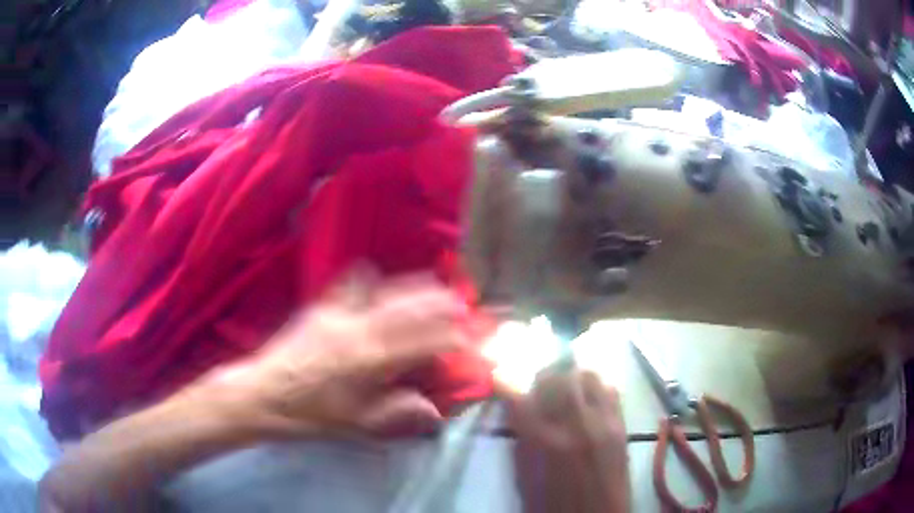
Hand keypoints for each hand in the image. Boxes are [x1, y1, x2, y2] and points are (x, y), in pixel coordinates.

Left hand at [198, 272, 472, 438]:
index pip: (420, 344)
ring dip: (412, 288)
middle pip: (407, 310)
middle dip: (437, 303)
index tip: (466, 338)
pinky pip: (350, 289)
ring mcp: (337, 316)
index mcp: (370, 363)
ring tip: (432, 284)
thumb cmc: (309, 414)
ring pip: (384, 295)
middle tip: (459, 301)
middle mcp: (358, 332)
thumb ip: (396, 413)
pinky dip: (368, 282)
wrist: (263, 393)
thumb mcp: (354, 424)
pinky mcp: (320, 310)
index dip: (448, 339)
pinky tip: (373, 277)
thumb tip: (433, 411)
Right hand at [502, 368, 629, 512]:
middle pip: (556, 377)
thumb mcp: (523, 475)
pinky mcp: (621, 425)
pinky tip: (589, 401)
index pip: (518, 396)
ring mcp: (601, 422)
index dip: (505, 382)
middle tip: (538, 387)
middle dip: (542, 377)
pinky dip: (596, 387)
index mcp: (541, 442)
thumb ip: (521, 438)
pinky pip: (610, 390)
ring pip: (587, 376)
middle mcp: (573, 424)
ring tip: (566, 391)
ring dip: (572, 378)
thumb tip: (515, 410)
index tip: (500, 377)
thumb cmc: (551, 504)